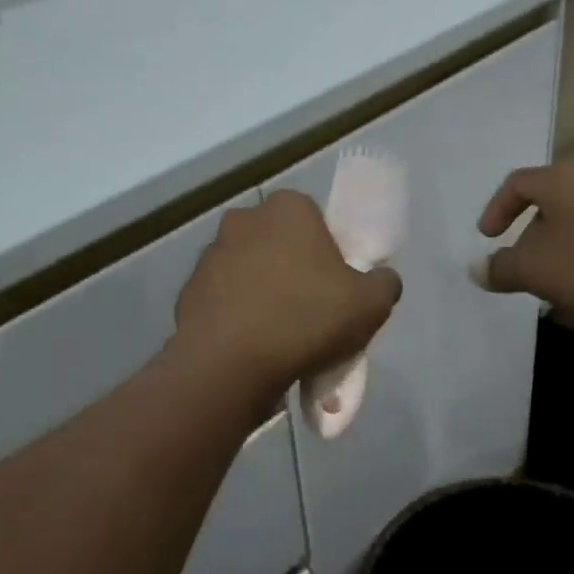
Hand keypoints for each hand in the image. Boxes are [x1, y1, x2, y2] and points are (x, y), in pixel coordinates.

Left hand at [174, 190, 401, 399]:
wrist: (229, 364)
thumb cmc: (306, 319)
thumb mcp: (371, 304)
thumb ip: (384, 282)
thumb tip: (380, 279)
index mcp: (288, 208)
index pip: (316, 220)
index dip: (329, 253)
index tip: (335, 288)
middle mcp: (244, 219)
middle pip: (280, 244)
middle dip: (293, 270)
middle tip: (310, 312)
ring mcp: (210, 253)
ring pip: (249, 270)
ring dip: (262, 292)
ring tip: (278, 337)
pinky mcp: (189, 288)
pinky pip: (224, 299)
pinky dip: (236, 315)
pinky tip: (250, 346)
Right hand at [475, 163, 573, 318]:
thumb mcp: (538, 271)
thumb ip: (502, 269)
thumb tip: (476, 269)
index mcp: (559, 181)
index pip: (516, 183)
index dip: (497, 209)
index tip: (489, 237)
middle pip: (552, 202)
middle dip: (534, 236)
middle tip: (526, 266)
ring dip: (568, 251)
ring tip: (564, 285)